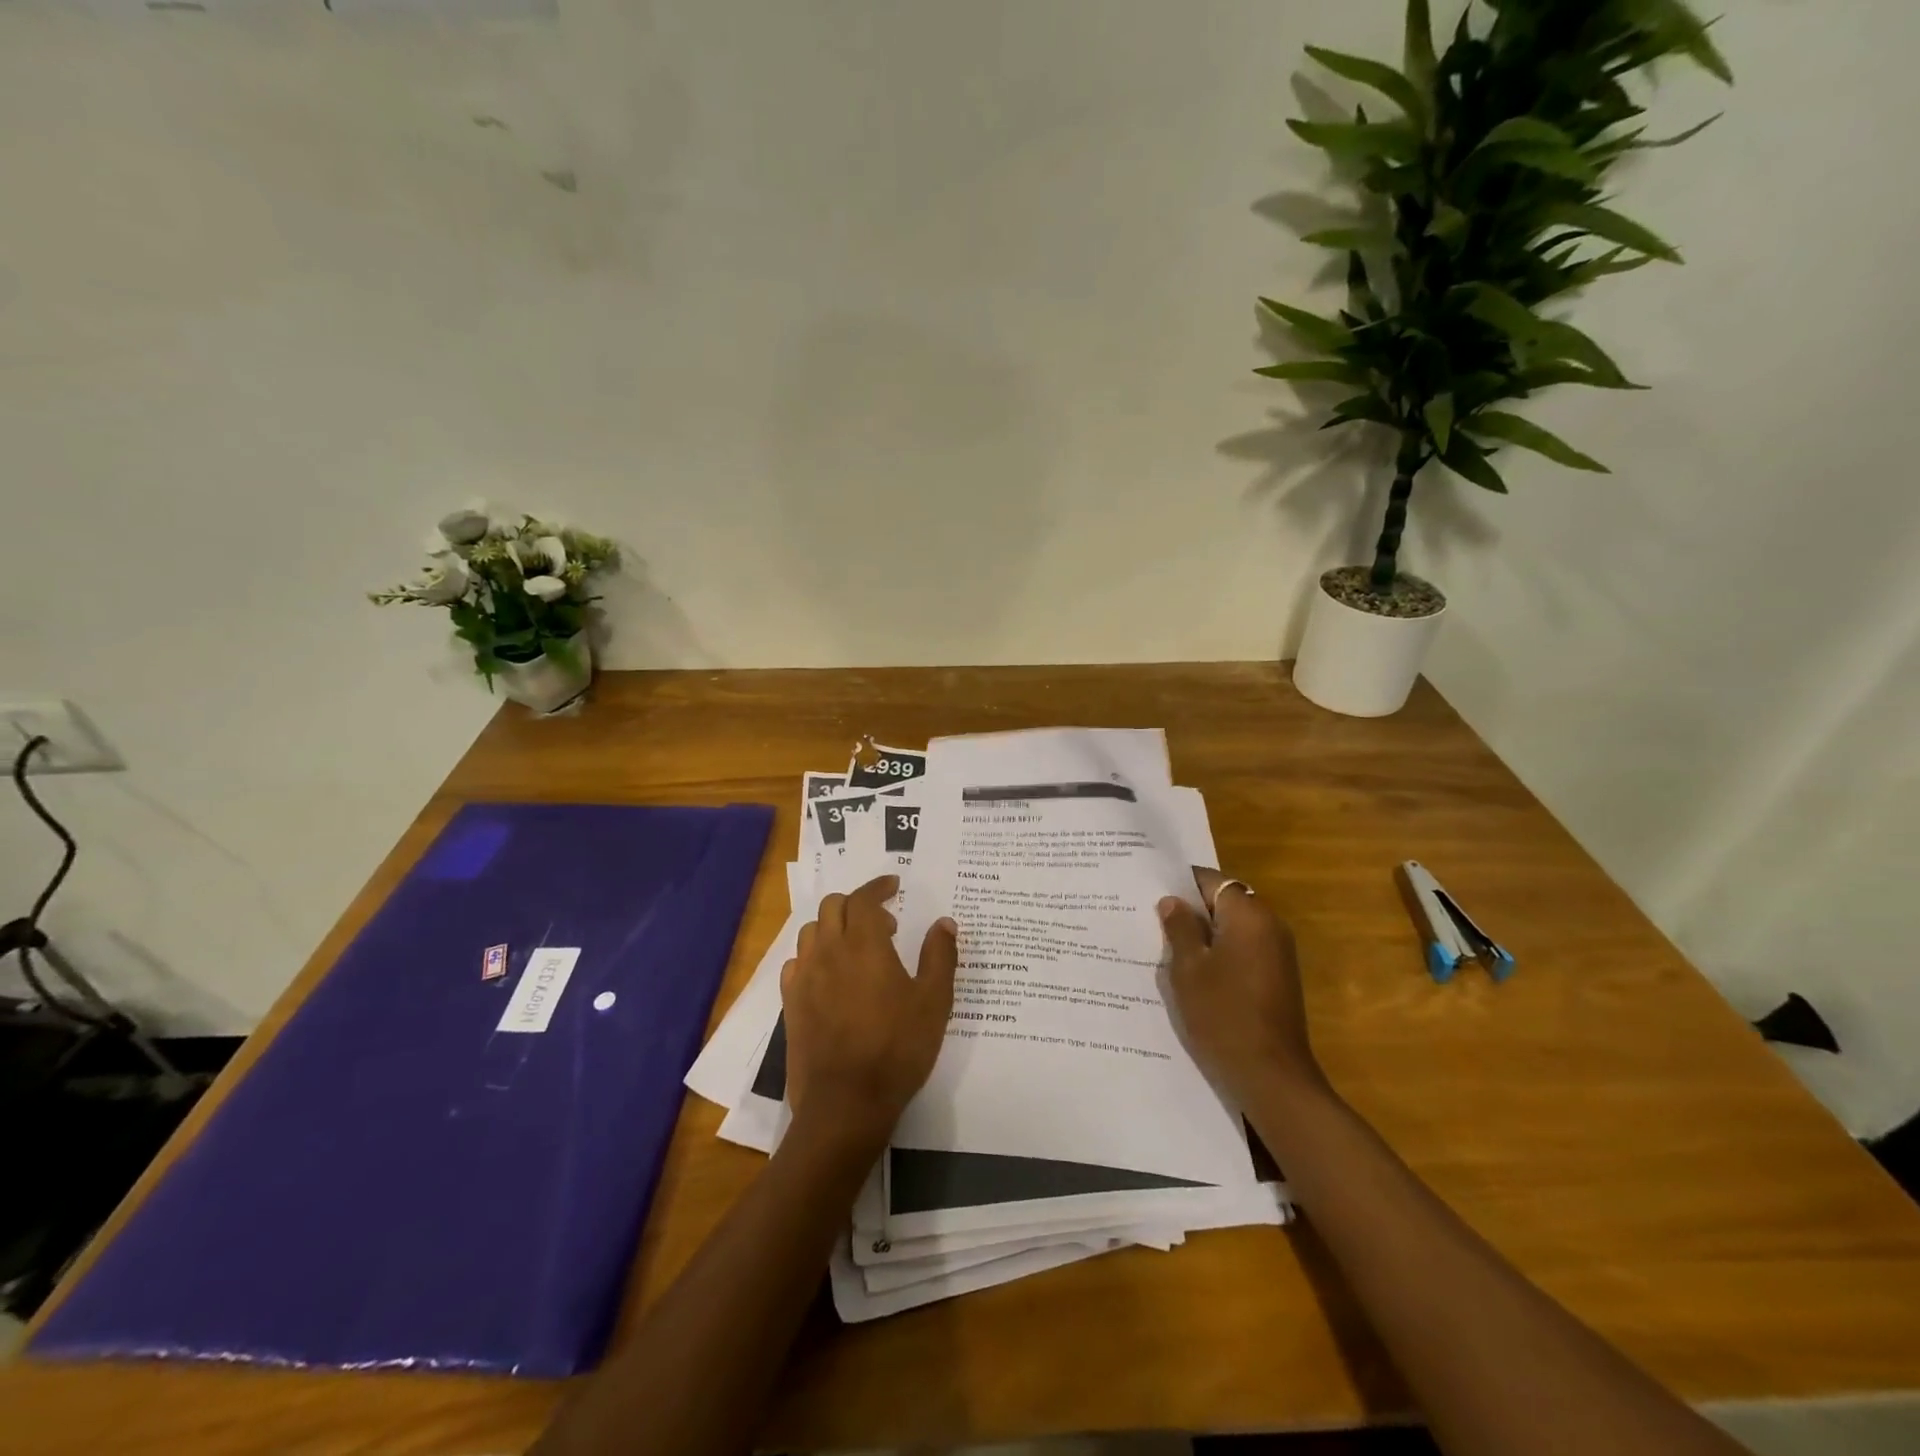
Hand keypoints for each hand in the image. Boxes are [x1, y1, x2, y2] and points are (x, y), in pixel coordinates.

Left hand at [780, 876, 957, 1151]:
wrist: (846, 1101)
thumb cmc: (897, 1047)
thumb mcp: (934, 1001)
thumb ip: (940, 956)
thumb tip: (945, 923)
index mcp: (864, 943)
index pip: (864, 897)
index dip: (879, 885)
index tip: (894, 884)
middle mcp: (829, 950)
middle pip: (833, 906)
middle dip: (857, 903)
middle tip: (884, 923)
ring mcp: (805, 977)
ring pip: (811, 931)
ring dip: (833, 927)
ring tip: (856, 948)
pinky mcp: (790, 1003)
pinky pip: (797, 963)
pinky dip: (814, 956)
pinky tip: (830, 976)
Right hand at [1159, 868, 1324, 1107]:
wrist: (1271, 1077)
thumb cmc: (1223, 1015)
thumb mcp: (1189, 968)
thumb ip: (1179, 928)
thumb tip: (1173, 901)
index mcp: (1249, 915)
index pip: (1210, 880)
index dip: (1180, 883)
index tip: (1150, 892)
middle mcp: (1269, 926)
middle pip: (1223, 902)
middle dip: (1189, 910)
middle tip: (1150, 919)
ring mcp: (1277, 953)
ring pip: (1231, 929)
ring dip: (1202, 935)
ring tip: (1163, 947)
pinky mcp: (1276, 978)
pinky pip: (1241, 951)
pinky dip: (1218, 955)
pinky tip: (1190, 973)